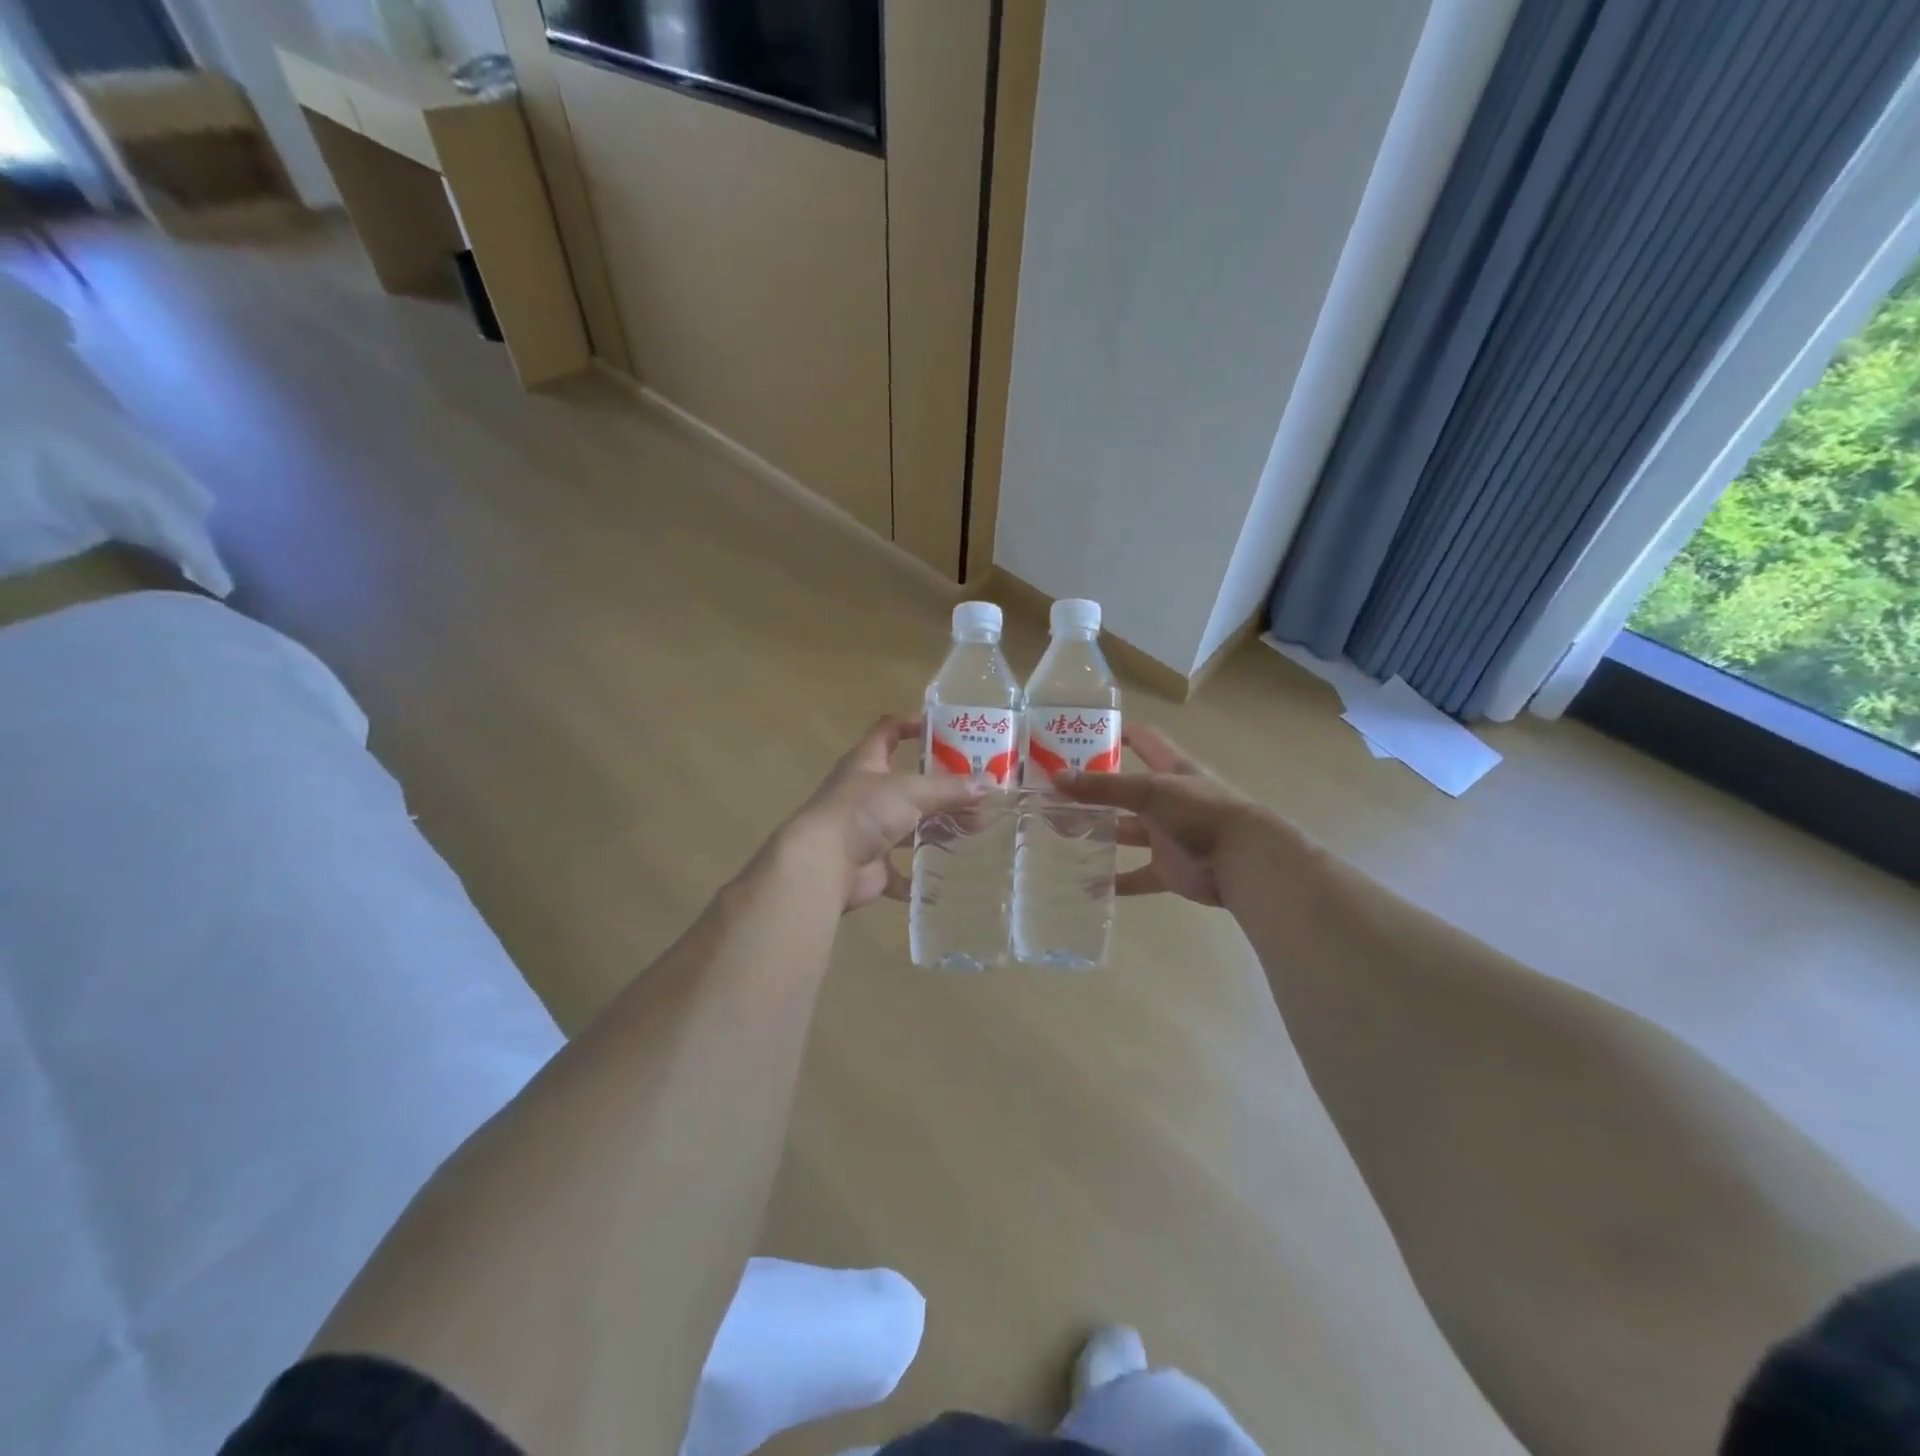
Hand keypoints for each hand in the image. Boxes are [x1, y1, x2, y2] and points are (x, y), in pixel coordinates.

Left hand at [782, 715, 990, 911]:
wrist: (823, 864)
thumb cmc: (863, 812)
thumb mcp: (911, 791)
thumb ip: (950, 789)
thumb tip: (992, 784)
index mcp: (867, 763)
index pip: (888, 731)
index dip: (912, 724)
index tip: (945, 729)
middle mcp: (866, 794)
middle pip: (909, 784)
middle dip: (943, 788)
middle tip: (979, 791)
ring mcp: (867, 831)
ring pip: (909, 826)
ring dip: (938, 828)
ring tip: (976, 829)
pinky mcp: (871, 866)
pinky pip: (901, 871)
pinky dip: (920, 876)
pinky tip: (946, 876)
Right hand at [1053, 724, 1274, 906]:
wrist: (1243, 861)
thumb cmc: (1200, 812)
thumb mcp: (1149, 791)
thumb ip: (1104, 786)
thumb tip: (1056, 778)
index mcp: (1170, 770)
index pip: (1142, 741)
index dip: (1117, 734)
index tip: (1082, 735)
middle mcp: (1168, 799)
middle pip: (1126, 790)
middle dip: (1095, 791)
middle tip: (1055, 793)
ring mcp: (1168, 835)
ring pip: (1127, 832)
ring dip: (1101, 833)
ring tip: (1062, 834)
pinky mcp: (1169, 869)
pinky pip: (1137, 875)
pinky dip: (1116, 881)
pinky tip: (1088, 884)